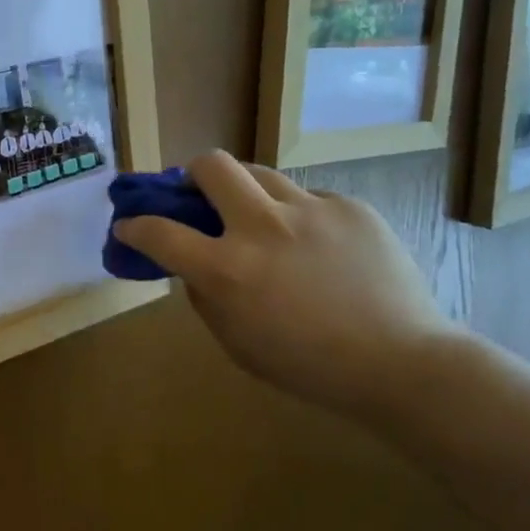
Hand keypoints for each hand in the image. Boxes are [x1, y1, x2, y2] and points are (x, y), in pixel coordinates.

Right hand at [113, 153, 460, 416]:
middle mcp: (262, 226)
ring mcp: (310, 210)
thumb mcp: (236, 343)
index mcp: (227, 269)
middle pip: (211, 165)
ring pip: (260, 171)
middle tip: (197, 194)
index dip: (134, 226)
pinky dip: (298, 216)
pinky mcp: (350, 207)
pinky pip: (308, 198)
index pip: (159, 232)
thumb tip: (194, 265)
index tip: (128, 225)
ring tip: (259, 216)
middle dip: (191, 174)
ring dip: (245, 190)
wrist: (401, 363)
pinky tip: (317, 247)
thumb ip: (205, 296)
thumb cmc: (307, 366)